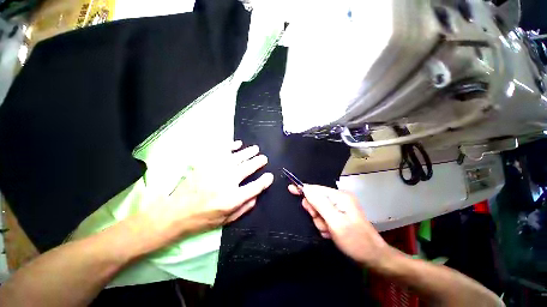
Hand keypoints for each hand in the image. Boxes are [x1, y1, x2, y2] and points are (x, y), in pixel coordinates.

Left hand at [148, 141, 272, 240]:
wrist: (176, 212)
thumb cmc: (203, 218)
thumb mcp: (226, 220)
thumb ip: (244, 208)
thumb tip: (257, 195)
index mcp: (232, 198)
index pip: (255, 186)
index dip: (264, 181)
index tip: (269, 176)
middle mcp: (226, 182)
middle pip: (248, 168)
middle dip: (258, 162)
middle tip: (264, 159)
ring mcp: (215, 170)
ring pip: (237, 157)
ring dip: (248, 152)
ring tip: (255, 149)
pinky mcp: (205, 163)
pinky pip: (221, 151)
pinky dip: (231, 146)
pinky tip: (238, 144)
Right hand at [288, 184, 388, 266]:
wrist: (374, 258)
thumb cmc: (355, 240)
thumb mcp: (335, 222)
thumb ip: (319, 203)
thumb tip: (305, 188)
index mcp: (339, 196)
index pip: (315, 189)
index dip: (303, 189)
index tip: (290, 189)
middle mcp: (339, 199)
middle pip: (316, 200)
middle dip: (316, 213)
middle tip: (323, 224)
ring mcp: (340, 208)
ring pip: (318, 211)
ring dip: (320, 222)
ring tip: (329, 231)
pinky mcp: (339, 216)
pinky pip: (324, 217)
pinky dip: (325, 226)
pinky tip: (331, 233)